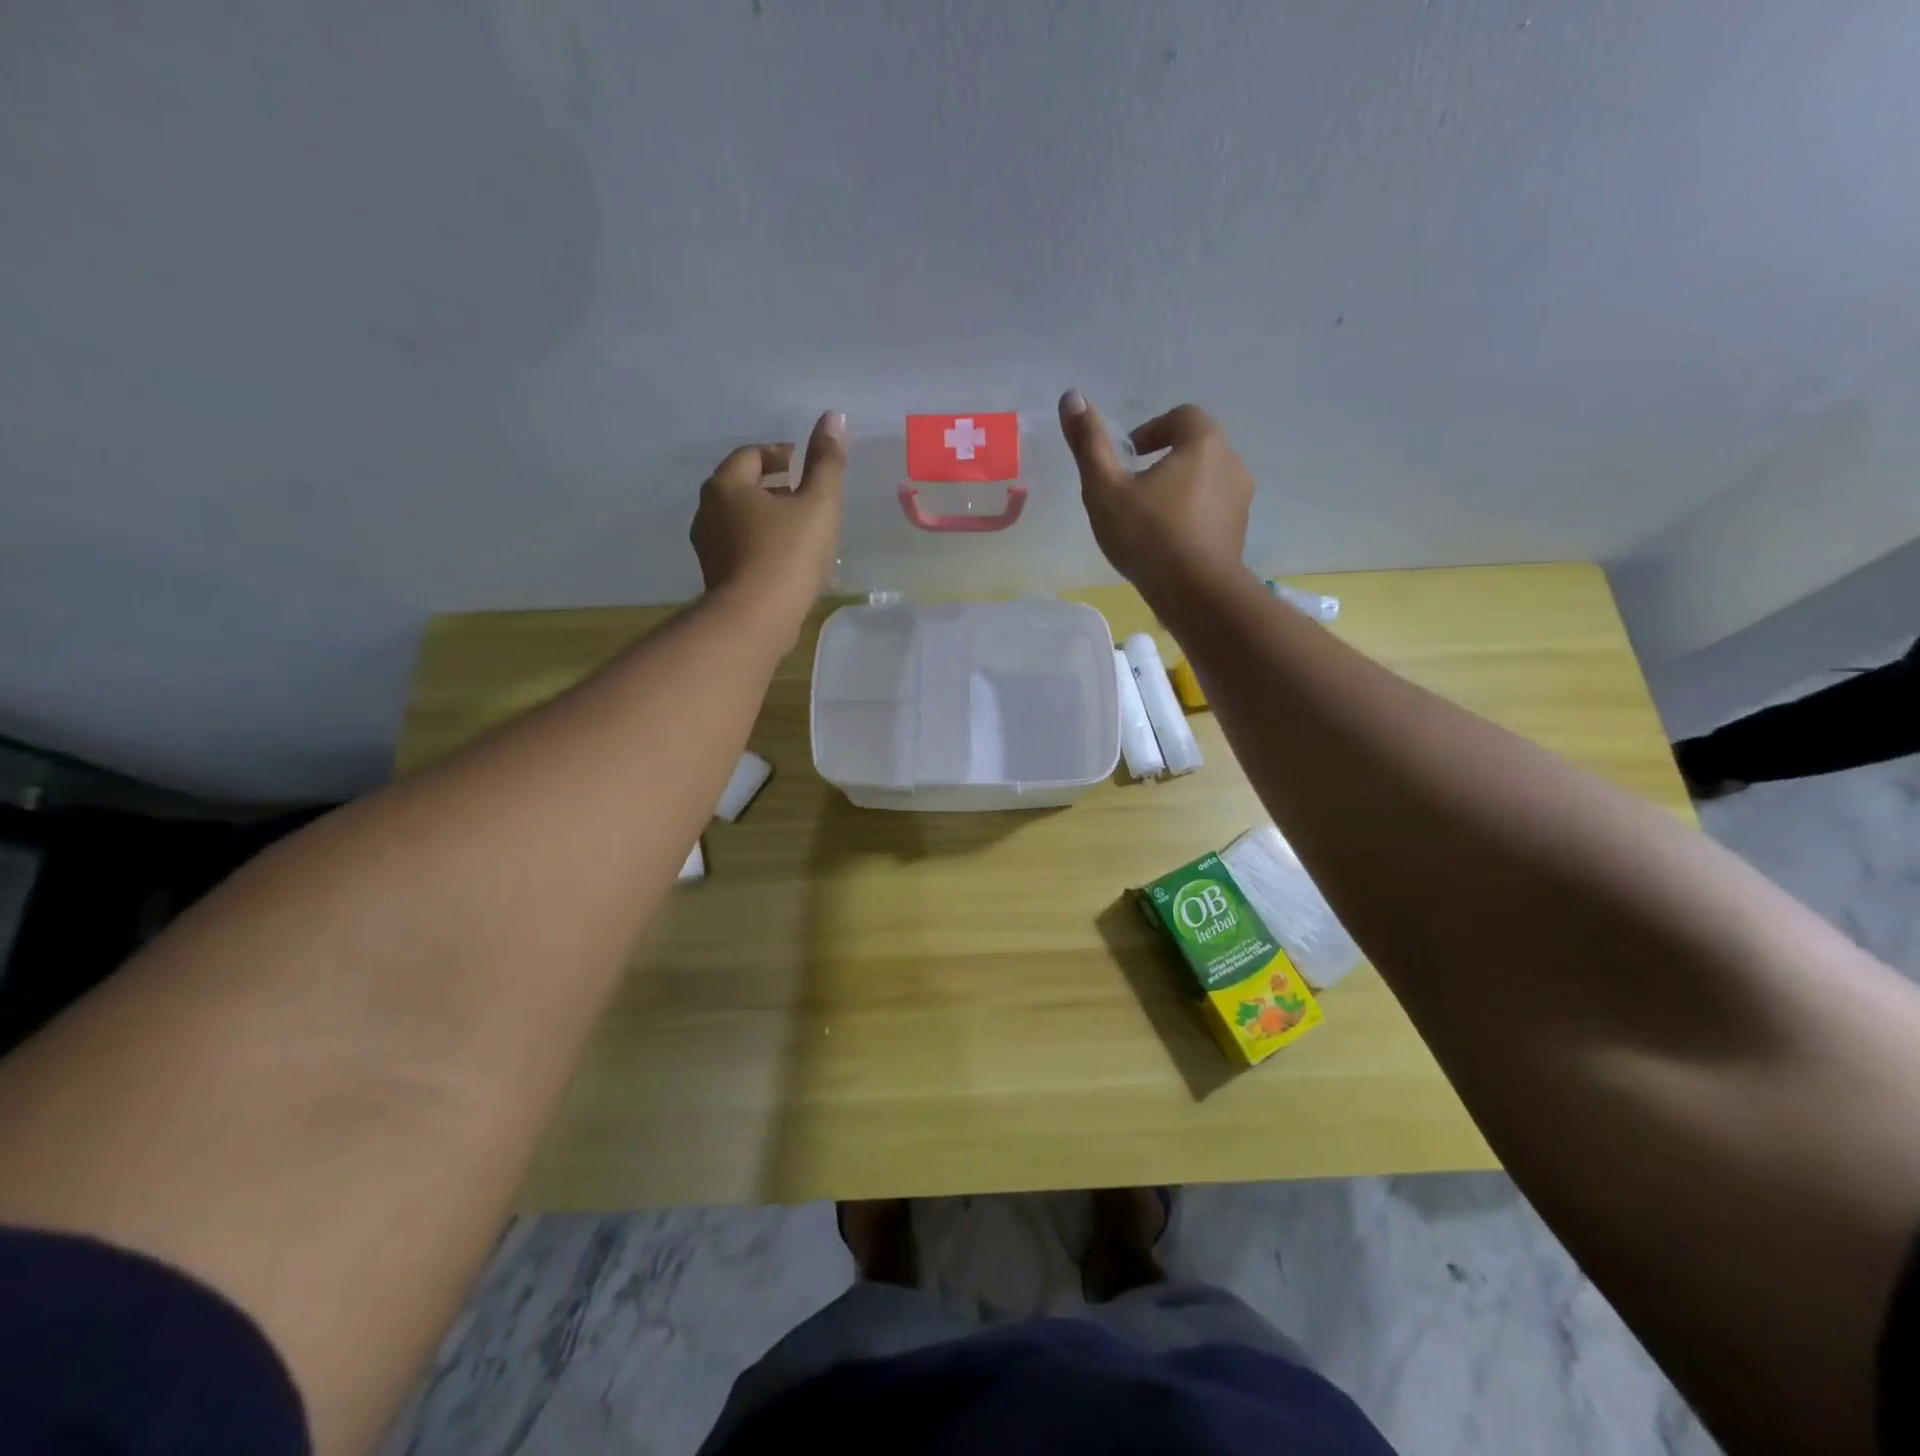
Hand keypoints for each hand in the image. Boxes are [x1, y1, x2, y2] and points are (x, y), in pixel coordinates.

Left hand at [691, 410, 845, 631]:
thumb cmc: (788, 554)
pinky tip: (789, 564)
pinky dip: (763, 547)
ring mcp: (707, 548)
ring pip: (741, 521)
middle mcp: (708, 511)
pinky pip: (741, 550)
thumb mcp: (819, 503)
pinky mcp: (716, 578)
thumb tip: (834, 417)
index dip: (780, 454)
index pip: (751, 455)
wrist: (755, 620)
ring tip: (802, 532)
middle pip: (742, 488)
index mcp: (727, 485)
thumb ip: (827, 461)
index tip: (804, 465)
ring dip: (769, 520)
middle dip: (774, 487)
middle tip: (806, 496)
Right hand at [1057, 393, 1252, 595]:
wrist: (1195, 594)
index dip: (1152, 430)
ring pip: (1206, 480)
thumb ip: (1089, 442)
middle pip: (1196, 447)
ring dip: (1179, 489)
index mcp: (1204, 443)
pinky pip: (1212, 510)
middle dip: (1165, 460)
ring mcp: (1241, 500)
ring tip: (1148, 517)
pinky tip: (1167, 541)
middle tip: (1133, 487)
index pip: (1181, 416)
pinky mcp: (1239, 532)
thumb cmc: (1148, 535)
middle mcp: (1232, 463)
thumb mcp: (1105, 488)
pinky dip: (1191, 515)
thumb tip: (1072, 395)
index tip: (1128, 457)